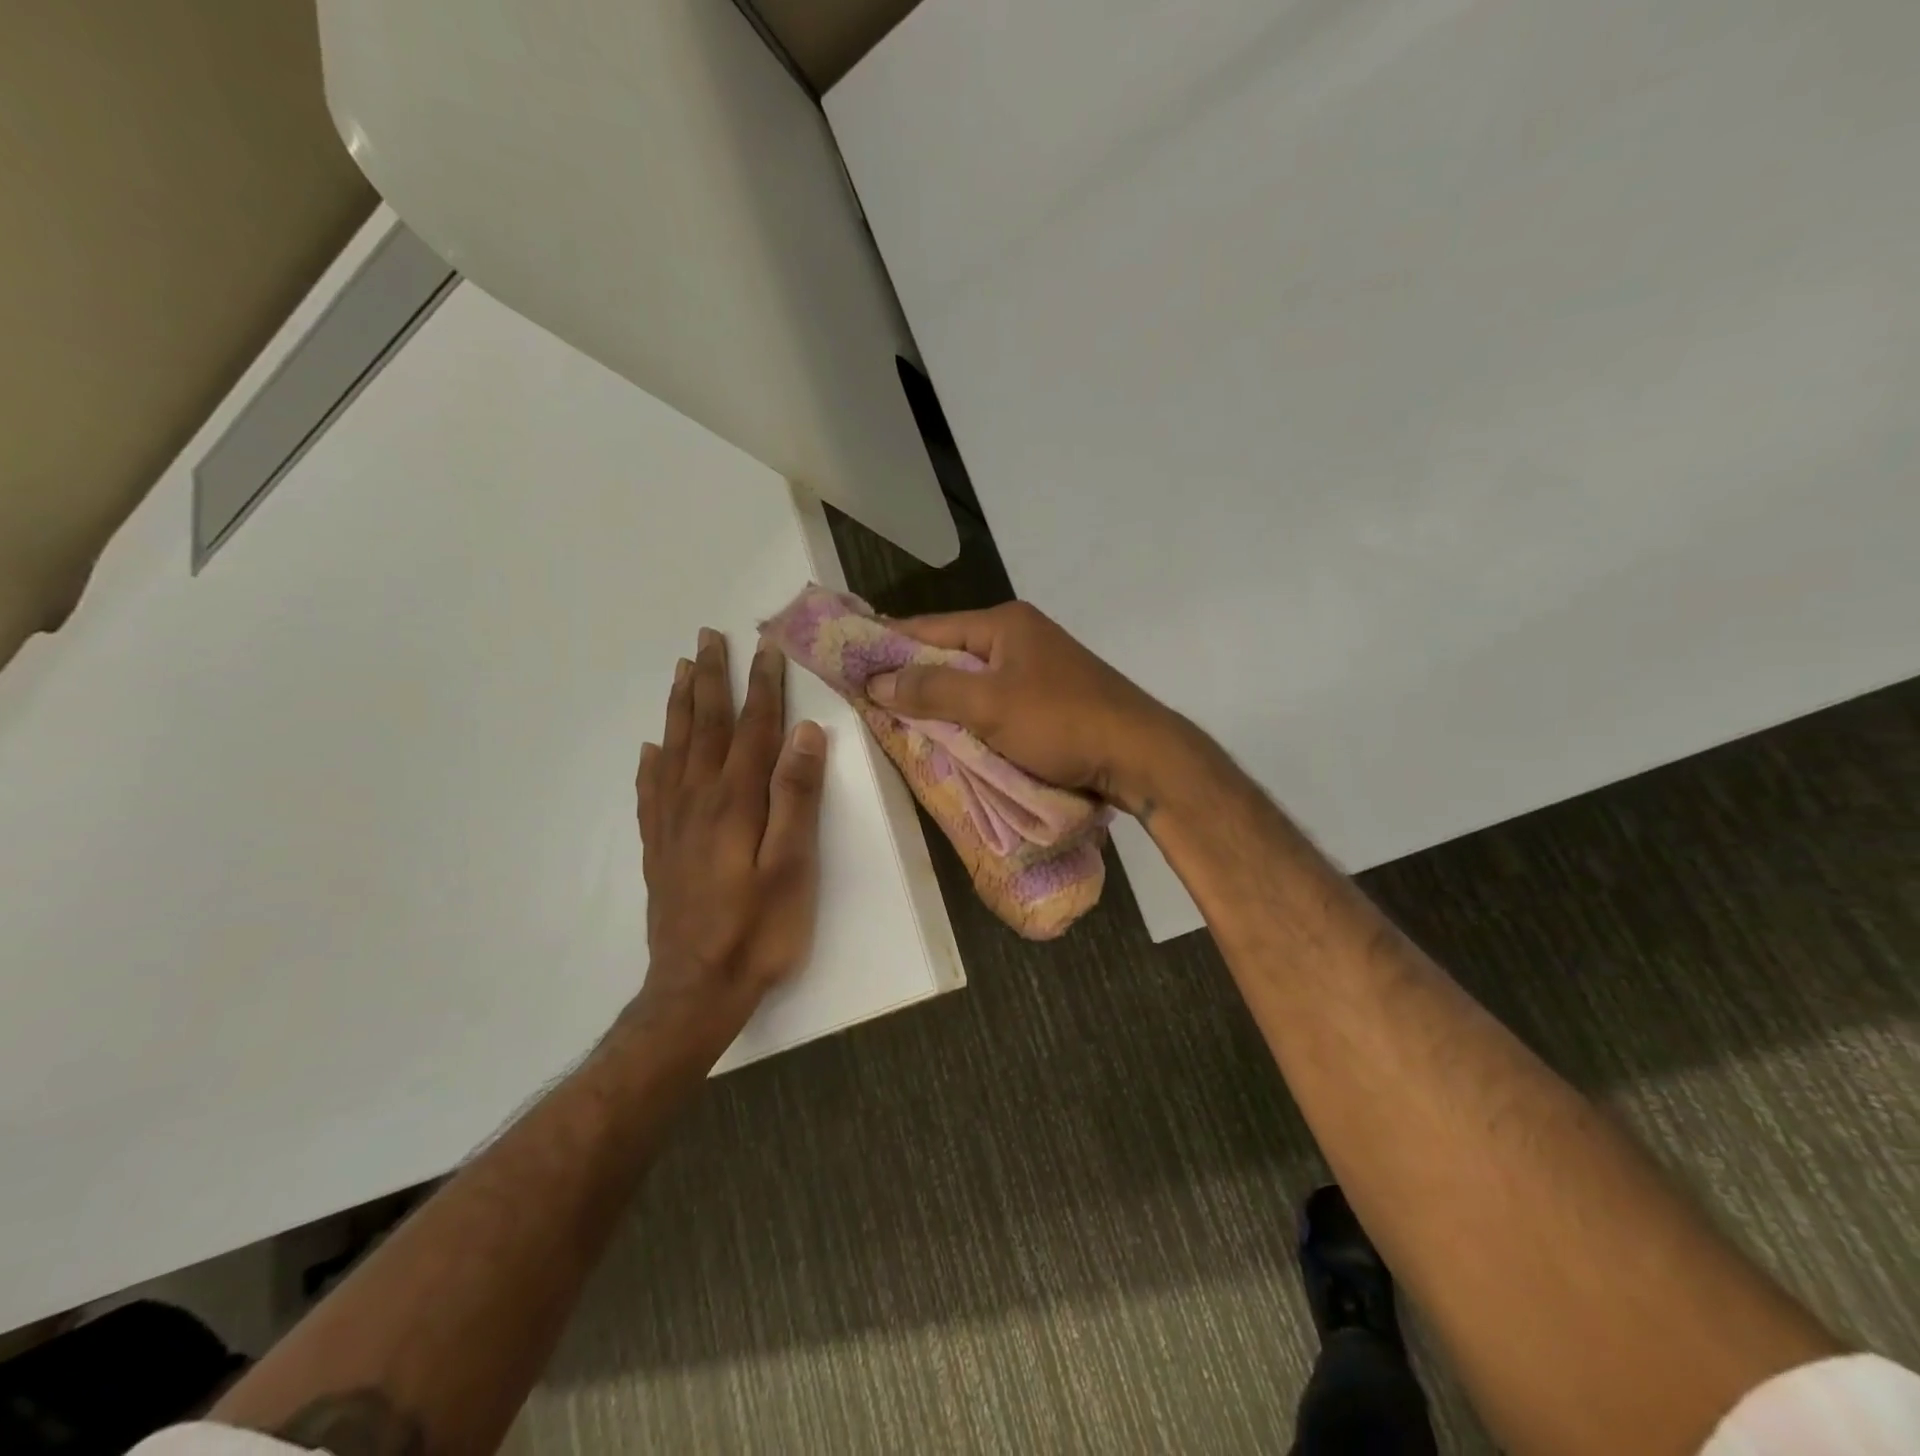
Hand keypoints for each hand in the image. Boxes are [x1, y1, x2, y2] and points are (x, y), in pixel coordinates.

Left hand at [631, 628, 827, 1069]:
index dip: (762, 687)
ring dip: (681, 707)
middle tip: (708, 638)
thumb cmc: (759, 930)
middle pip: (705, 727)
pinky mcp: (659, 849)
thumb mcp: (793, 866)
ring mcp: (672, 824)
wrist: (697, 990)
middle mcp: (698, 801)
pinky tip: (650, 749)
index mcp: (736, 801)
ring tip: (682, 671)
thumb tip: (806, 734)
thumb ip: (797, 798)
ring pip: (674, 749)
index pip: (752, 729)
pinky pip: (650, 792)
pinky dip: (651, 762)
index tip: (766, 647)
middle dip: (711, 680)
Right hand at [866, 601, 1191, 816]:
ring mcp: (1038, 668)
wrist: (1139, 756)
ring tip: (900, 719)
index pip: (930, 628)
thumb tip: (876, 681)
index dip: (888, 644)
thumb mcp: (989, 705)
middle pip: (950, 653)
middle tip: (870, 698)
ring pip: (972, 680)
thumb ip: (930, 689)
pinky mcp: (1049, 699)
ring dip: (940, 700)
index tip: (848, 661)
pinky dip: (969, 715)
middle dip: (912, 676)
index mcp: (1005, 624)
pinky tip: (950, 734)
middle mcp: (1020, 637)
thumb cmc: (1061, 722)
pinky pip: (993, 701)